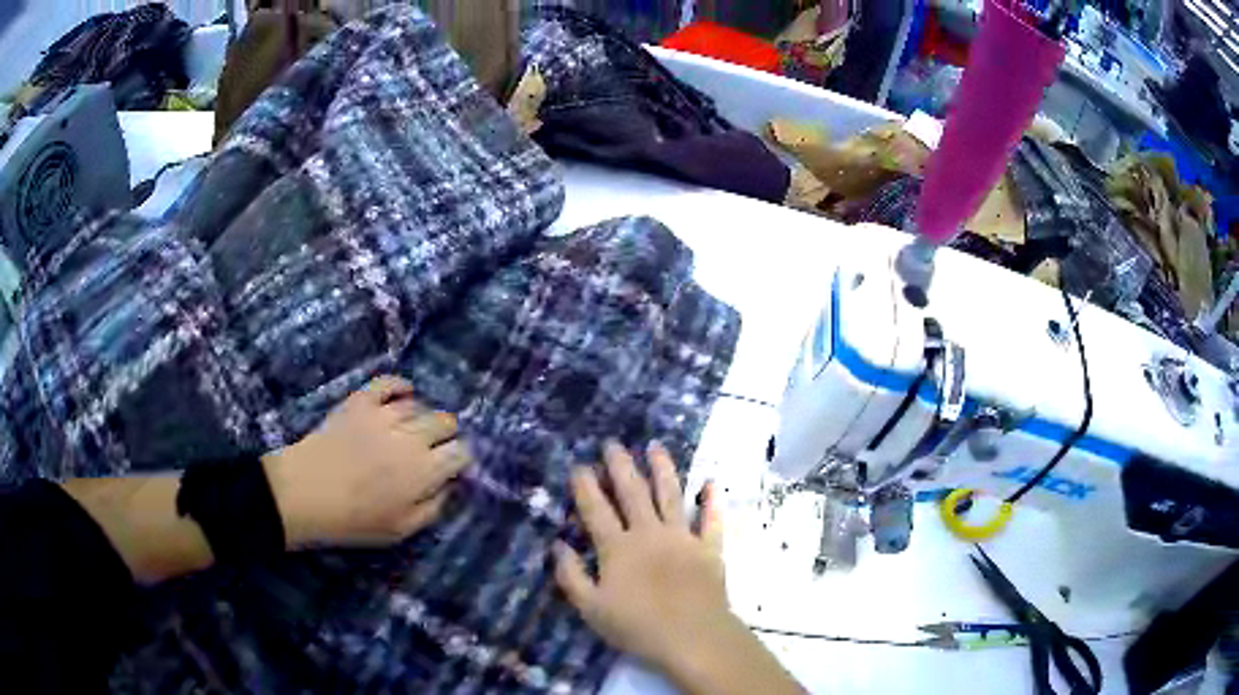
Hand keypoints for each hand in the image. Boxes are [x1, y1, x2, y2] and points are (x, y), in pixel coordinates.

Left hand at [262, 376, 471, 548]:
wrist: (304, 493)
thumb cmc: (353, 520)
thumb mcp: (401, 530)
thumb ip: (432, 508)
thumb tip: (448, 486)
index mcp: (424, 470)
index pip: (460, 452)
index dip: (460, 459)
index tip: (451, 468)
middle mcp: (411, 436)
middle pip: (445, 421)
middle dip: (446, 434)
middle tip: (434, 448)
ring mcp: (384, 414)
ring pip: (419, 405)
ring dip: (422, 416)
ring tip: (413, 430)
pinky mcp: (360, 401)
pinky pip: (388, 383)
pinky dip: (400, 385)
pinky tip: (404, 392)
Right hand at [553, 440, 729, 675]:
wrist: (692, 636)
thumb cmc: (637, 626)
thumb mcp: (591, 608)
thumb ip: (571, 576)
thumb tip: (558, 545)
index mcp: (617, 548)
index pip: (596, 510)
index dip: (586, 487)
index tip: (579, 465)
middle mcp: (648, 534)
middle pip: (633, 493)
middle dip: (621, 466)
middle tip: (613, 444)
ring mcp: (682, 538)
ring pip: (670, 496)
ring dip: (663, 470)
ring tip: (656, 447)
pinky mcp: (709, 548)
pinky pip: (711, 520)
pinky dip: (711, 501)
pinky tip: (711, 482)